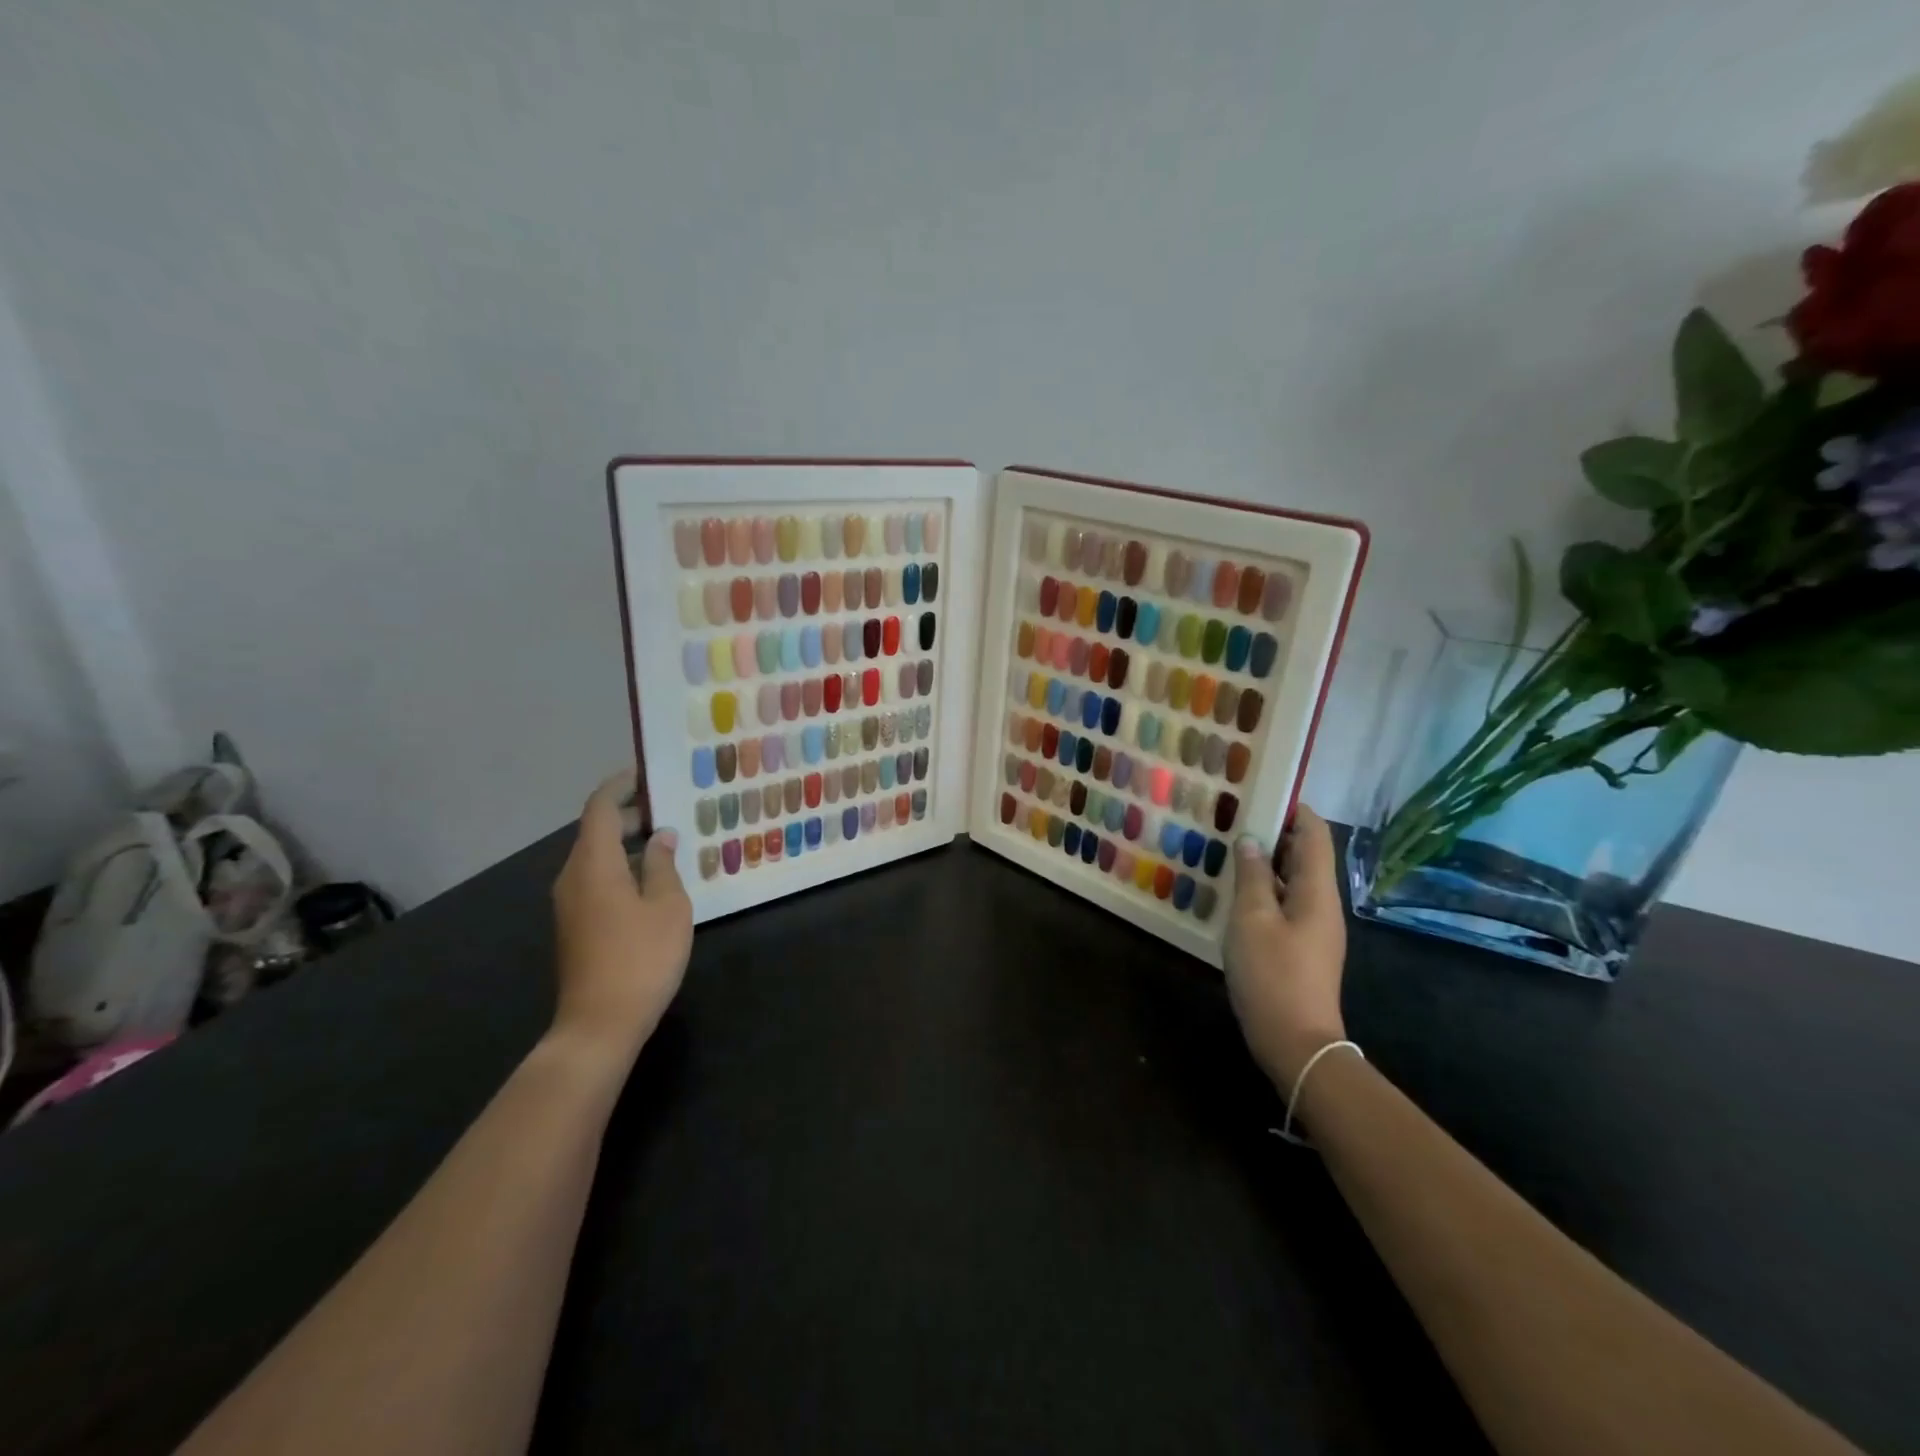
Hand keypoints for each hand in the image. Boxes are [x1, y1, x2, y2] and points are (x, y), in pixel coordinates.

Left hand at [549, 772, 691, 1074]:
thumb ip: (663, 865)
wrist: (599, 1024)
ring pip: (597, 857)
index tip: (647, 773)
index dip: (622, 785)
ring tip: (669, 840)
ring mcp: (570, 903)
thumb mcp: (667, 905)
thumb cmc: (641, 958)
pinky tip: (653, 879)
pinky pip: (596, 879)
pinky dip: (622, 866)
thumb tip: (661, 836)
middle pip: (596, 831)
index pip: (600, 808)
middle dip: (631, 814)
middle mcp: (573, 876)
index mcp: (594, 863)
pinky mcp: (575, 925)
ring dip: (628, 843)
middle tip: (671, 807)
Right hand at [1224, 804, 1347, 1089]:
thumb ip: (1251, 876)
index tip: (1261, 792)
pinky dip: (1265, 888)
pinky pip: (1286, 903)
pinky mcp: (1302, 948)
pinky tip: (1236, 892)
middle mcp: (1322, 905)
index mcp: (1317, 892)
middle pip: (1306, 855)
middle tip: (1234, 818)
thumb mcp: (1252, 920)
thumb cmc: (1273, 976)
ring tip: (1229, 848)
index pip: (1314, 834)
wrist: (1296, 1044)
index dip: (1293, 809)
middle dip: (1275, 832)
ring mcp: (1314, 929)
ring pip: (1294, 881)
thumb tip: (1250, 841)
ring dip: (1266, 862)